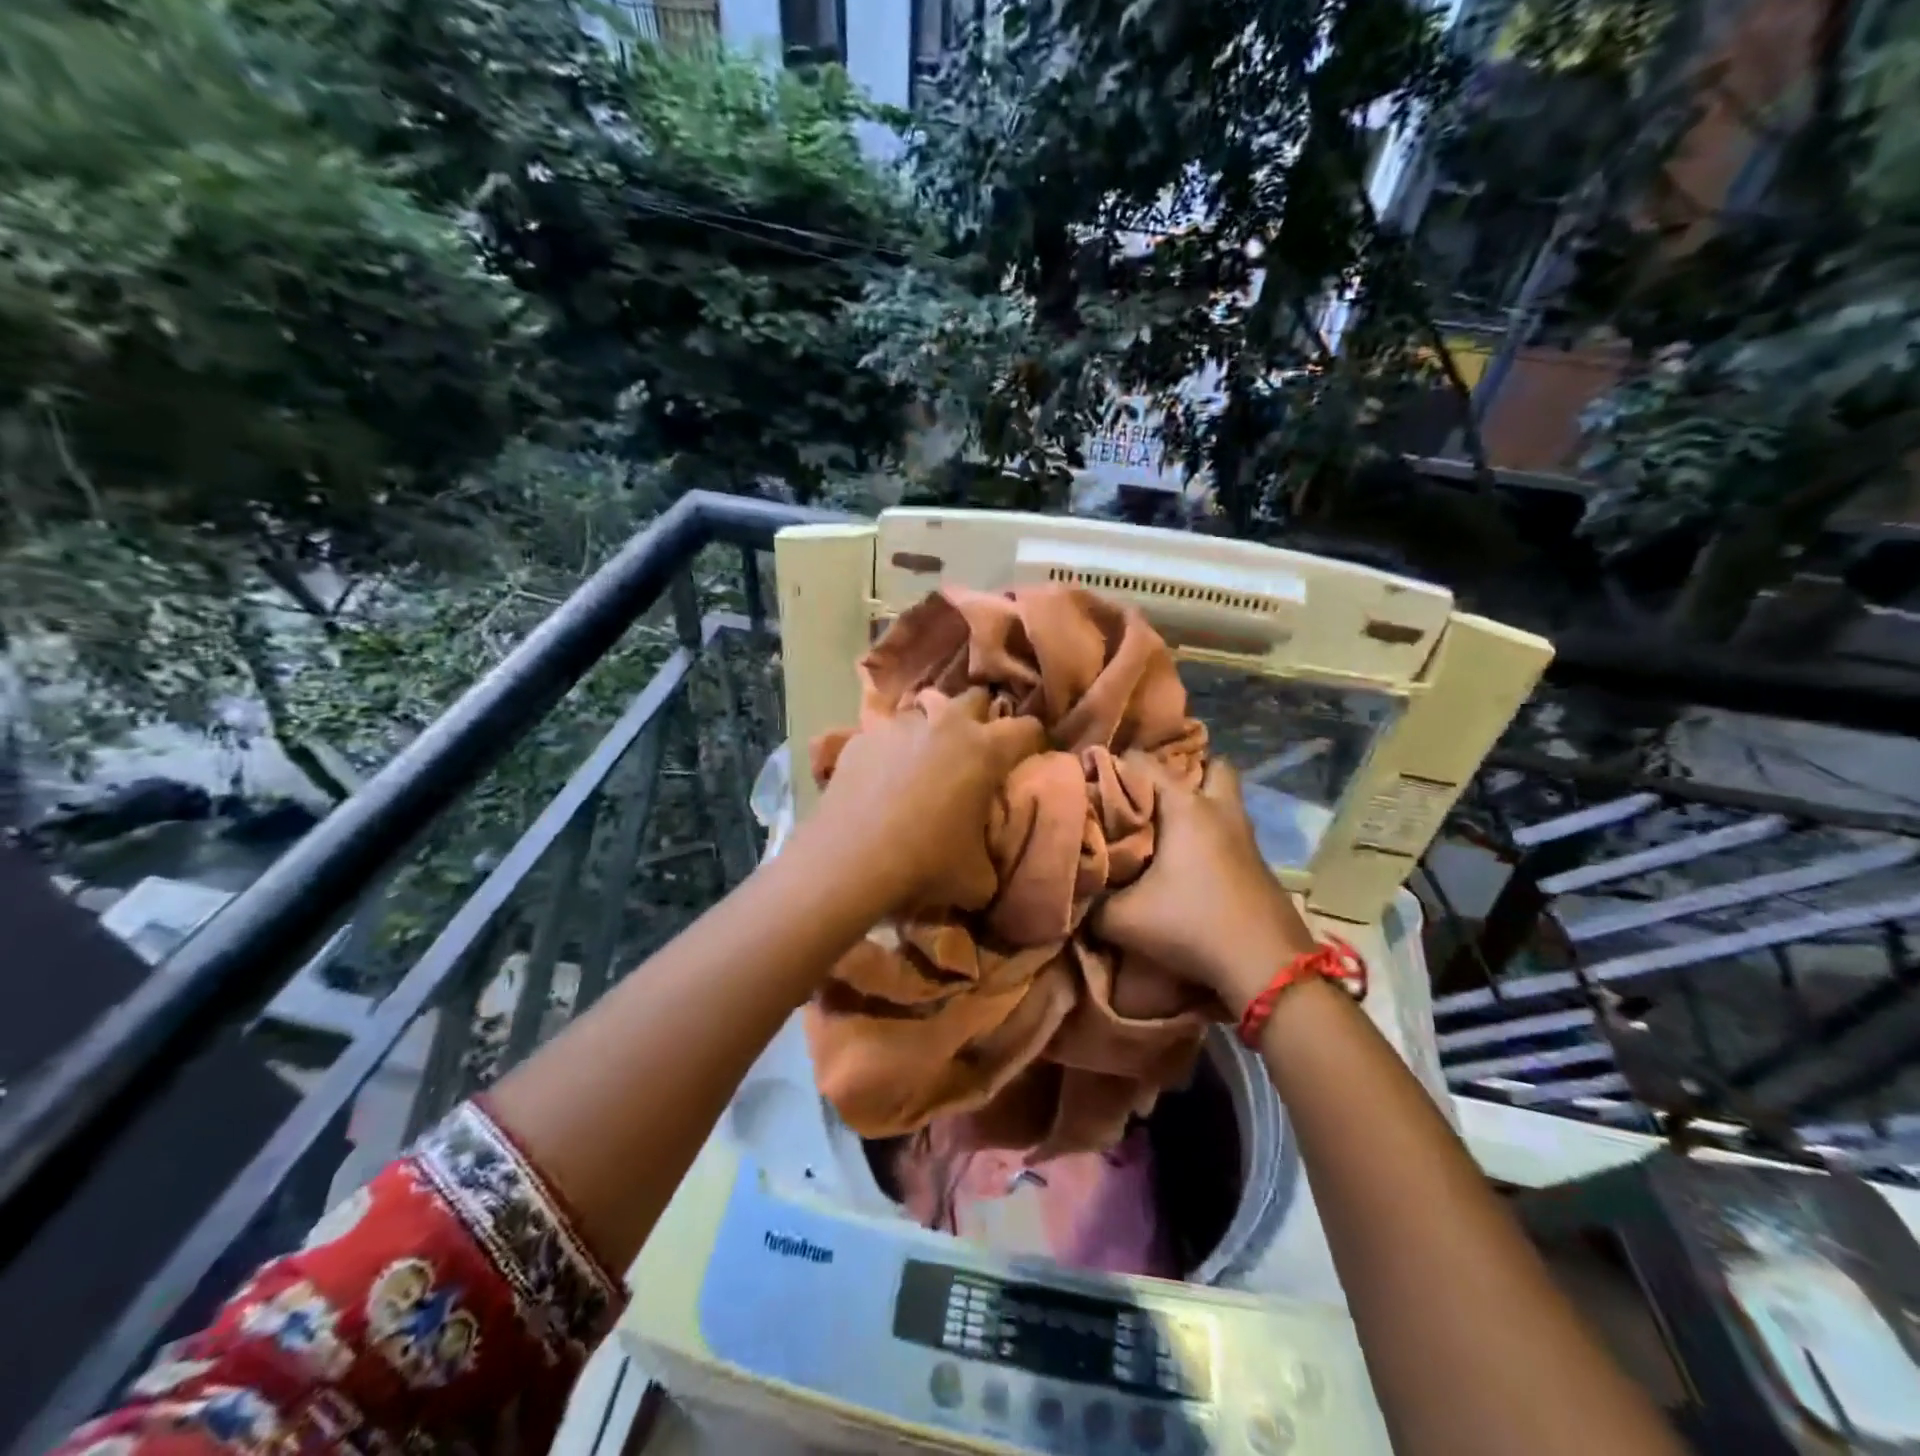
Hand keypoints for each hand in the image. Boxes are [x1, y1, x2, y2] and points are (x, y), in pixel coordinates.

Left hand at [807, 686, 1047, 915]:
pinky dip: (891, 751)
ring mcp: (900, 726)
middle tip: (975, 750)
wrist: (851, 859)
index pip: (1028, 728)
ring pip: (925, 711)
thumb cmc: (926, 863)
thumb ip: (991, 860)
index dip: (1033, 741)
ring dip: (932, 730)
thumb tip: (986, 862)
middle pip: (975, 698)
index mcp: (985, 750)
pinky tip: (882, 779)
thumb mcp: (977, 879)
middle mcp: (946, 724)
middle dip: (980, 718)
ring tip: (924, 762)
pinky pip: (886, 735)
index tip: (1028, 757)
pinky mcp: (862, 738)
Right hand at [1091, 757, 1315, 1013]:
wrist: (1265, 966)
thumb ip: (1093, 902)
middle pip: (1213, 767)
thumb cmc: (1191, 924)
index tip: (1094, 781)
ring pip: (1227, 801)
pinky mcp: (1259, 865)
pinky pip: (1232, 832)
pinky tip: (1192, 863)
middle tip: (1154, 795)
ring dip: (1203, 806)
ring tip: (1168, 828)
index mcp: (1186, 808)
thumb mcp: (1122, 919)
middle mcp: (1220, 811)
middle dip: (1186, 773)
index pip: (1145, 762)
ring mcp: (1246, 837)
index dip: (1116, 766)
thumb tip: (1080, 894)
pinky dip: (1214, 837)